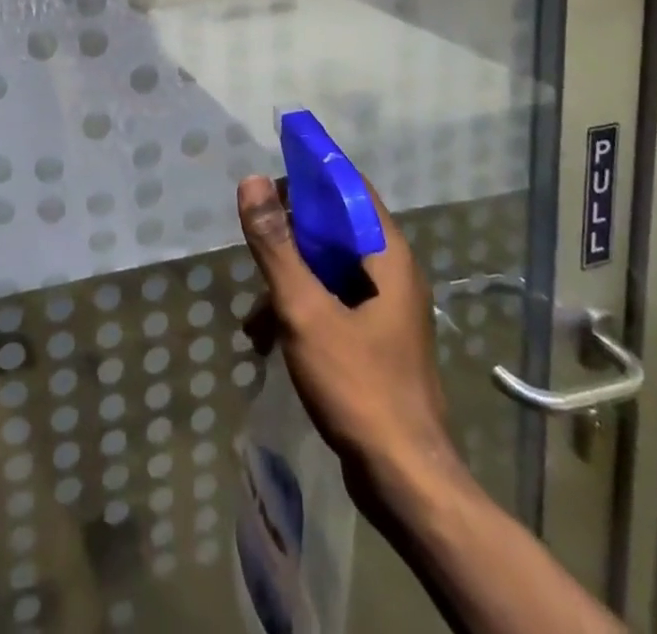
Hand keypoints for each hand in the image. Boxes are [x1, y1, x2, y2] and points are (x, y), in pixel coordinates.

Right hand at [237, 176, 457, 485]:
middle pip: (336, 230)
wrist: (404, 481)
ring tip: (254, 316)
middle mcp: (392, 274)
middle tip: (254, 245)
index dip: (311, 176)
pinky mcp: (377, 342)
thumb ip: (276, 245)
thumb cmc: (358, 384)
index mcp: (387, 255)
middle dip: (290, 237)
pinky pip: (334, 305)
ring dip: (289, 282)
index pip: (349, 188)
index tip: (271, 180)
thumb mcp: (304, 309)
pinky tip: (269, 341)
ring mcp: (387, 310)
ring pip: (330, 271)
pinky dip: (302, 312)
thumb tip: (252, 181)